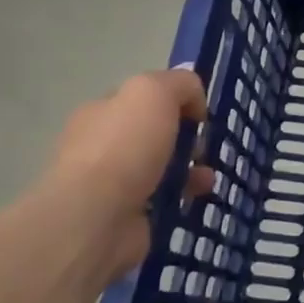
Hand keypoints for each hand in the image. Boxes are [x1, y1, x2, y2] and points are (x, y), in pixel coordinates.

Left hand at [39, 70, 214, 276]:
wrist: (96, 218)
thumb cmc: (124, 147)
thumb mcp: (154, 92)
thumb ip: (179, 84)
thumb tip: (193, 100)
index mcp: (103, 112)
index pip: (143, 99)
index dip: (175, 101)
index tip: (199, 114)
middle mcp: (103, 146)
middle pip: (156, 134)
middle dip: (186, 138)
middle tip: (203, 148)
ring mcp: (113, 184)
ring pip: (163, 168)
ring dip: (191, 169)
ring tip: (207, 178)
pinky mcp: (127, 217)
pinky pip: (164, 200)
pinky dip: (185, 197)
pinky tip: (198, 197)